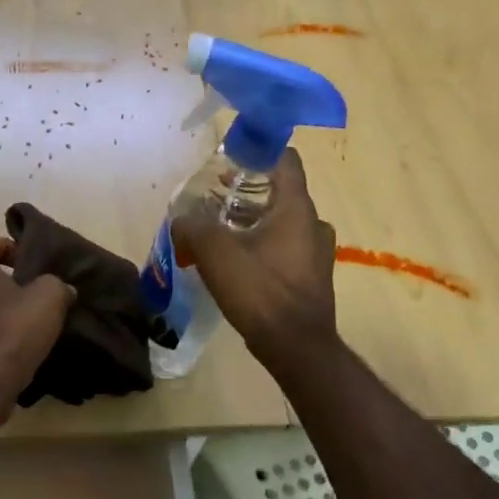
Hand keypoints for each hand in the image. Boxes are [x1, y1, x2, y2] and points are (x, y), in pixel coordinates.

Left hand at [0, 234, 75, 411]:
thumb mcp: (49, 297)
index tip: (24, 260)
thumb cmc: (13, 328)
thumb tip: (63, 289)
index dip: (2, 245)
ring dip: (0, 314)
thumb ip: (56, 285)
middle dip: (5, 284)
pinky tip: (21, 353)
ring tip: (30, 327)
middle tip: (33, 295)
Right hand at [172, 149, 336, 361]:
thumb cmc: (259, 290)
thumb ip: (192, 226)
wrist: (296, 347)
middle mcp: (313, 223)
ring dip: (253, 220)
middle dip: (247, 190)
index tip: (230, 157)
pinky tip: (237, 261)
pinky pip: (286, 247)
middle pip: (280, 191)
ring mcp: (317, 252)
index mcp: (296, 207)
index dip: (258, 151)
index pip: (285, 159)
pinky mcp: (312, 276)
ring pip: (282, 221)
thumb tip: (181, 219)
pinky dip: (263, 244)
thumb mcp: (215, 252)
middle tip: (215, 197)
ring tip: (220, 229)